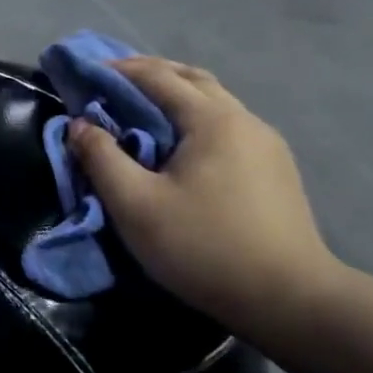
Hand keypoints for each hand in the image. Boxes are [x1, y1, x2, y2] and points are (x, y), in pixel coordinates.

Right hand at [69, 57, 334, 310]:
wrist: (292, 302)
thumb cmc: (204, 247)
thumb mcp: (135, 204)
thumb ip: (101, 158)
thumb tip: (80, 125)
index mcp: (212, 120)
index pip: (157, 76)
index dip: (118, 70)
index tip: (85, 73)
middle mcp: (244, 120)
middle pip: (192, 79)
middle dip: (150, 73)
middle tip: (112, 83)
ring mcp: (266, 145)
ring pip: (214, 102)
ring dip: (175, 96)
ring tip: (141, 111)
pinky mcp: (275, 170)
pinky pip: (227, 126)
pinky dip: (194, 118)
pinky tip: (180, 144)